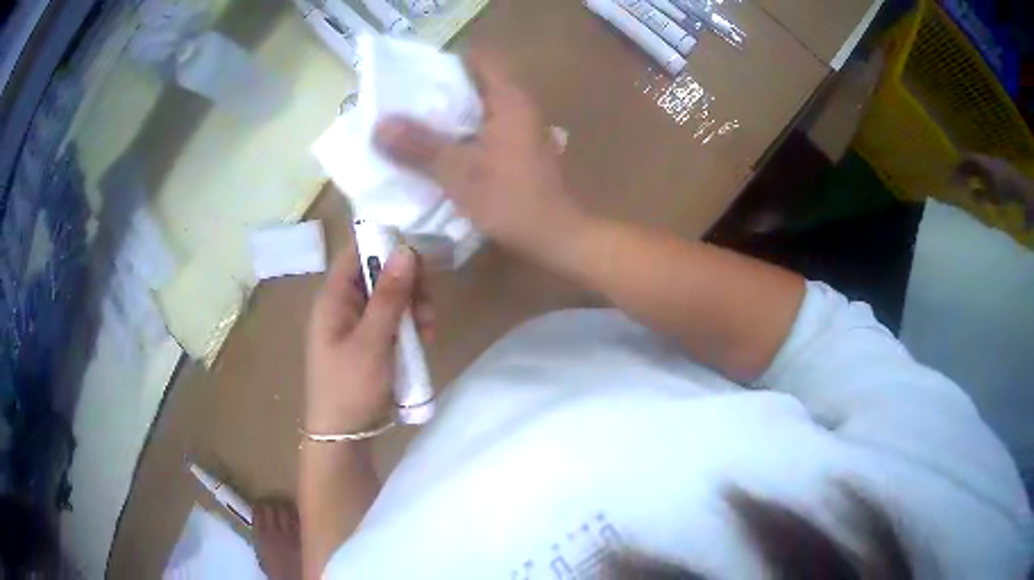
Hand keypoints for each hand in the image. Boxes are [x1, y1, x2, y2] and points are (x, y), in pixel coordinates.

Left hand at [305, 243, 432, 434]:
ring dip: (413, 307)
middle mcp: (343, 305)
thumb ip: (390, 296)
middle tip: (428, 306)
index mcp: (333, 298)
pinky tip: (423, 341)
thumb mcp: (372, 341)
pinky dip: (409, 326)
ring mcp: (356, 325)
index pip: (357, 252)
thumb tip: (406, 249)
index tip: (420, 253)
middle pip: (378, 273)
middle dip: (408, 284)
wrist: (343, 437)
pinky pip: (392, 321)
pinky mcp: (369, 342)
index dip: (386, 244)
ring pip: (391, 298)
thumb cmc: (350, 387)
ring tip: (428, 331)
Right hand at [374, 50, 590, 266]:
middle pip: (473, 82)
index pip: (476, 59)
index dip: (443, 62)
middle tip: (399, 101)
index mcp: (509, 99)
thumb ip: (420, 147)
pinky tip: (437, 148)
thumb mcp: (460, 174)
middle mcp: (518, 106)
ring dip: (447, 114)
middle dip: (436, 90)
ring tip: (409, 123)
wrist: (558, 236)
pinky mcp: (519, 148)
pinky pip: (483, 128)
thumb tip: (379, 125)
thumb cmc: (513, 201)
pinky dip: (460, 133)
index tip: (410, 74)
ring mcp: (521, 127)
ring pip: (477, 108)